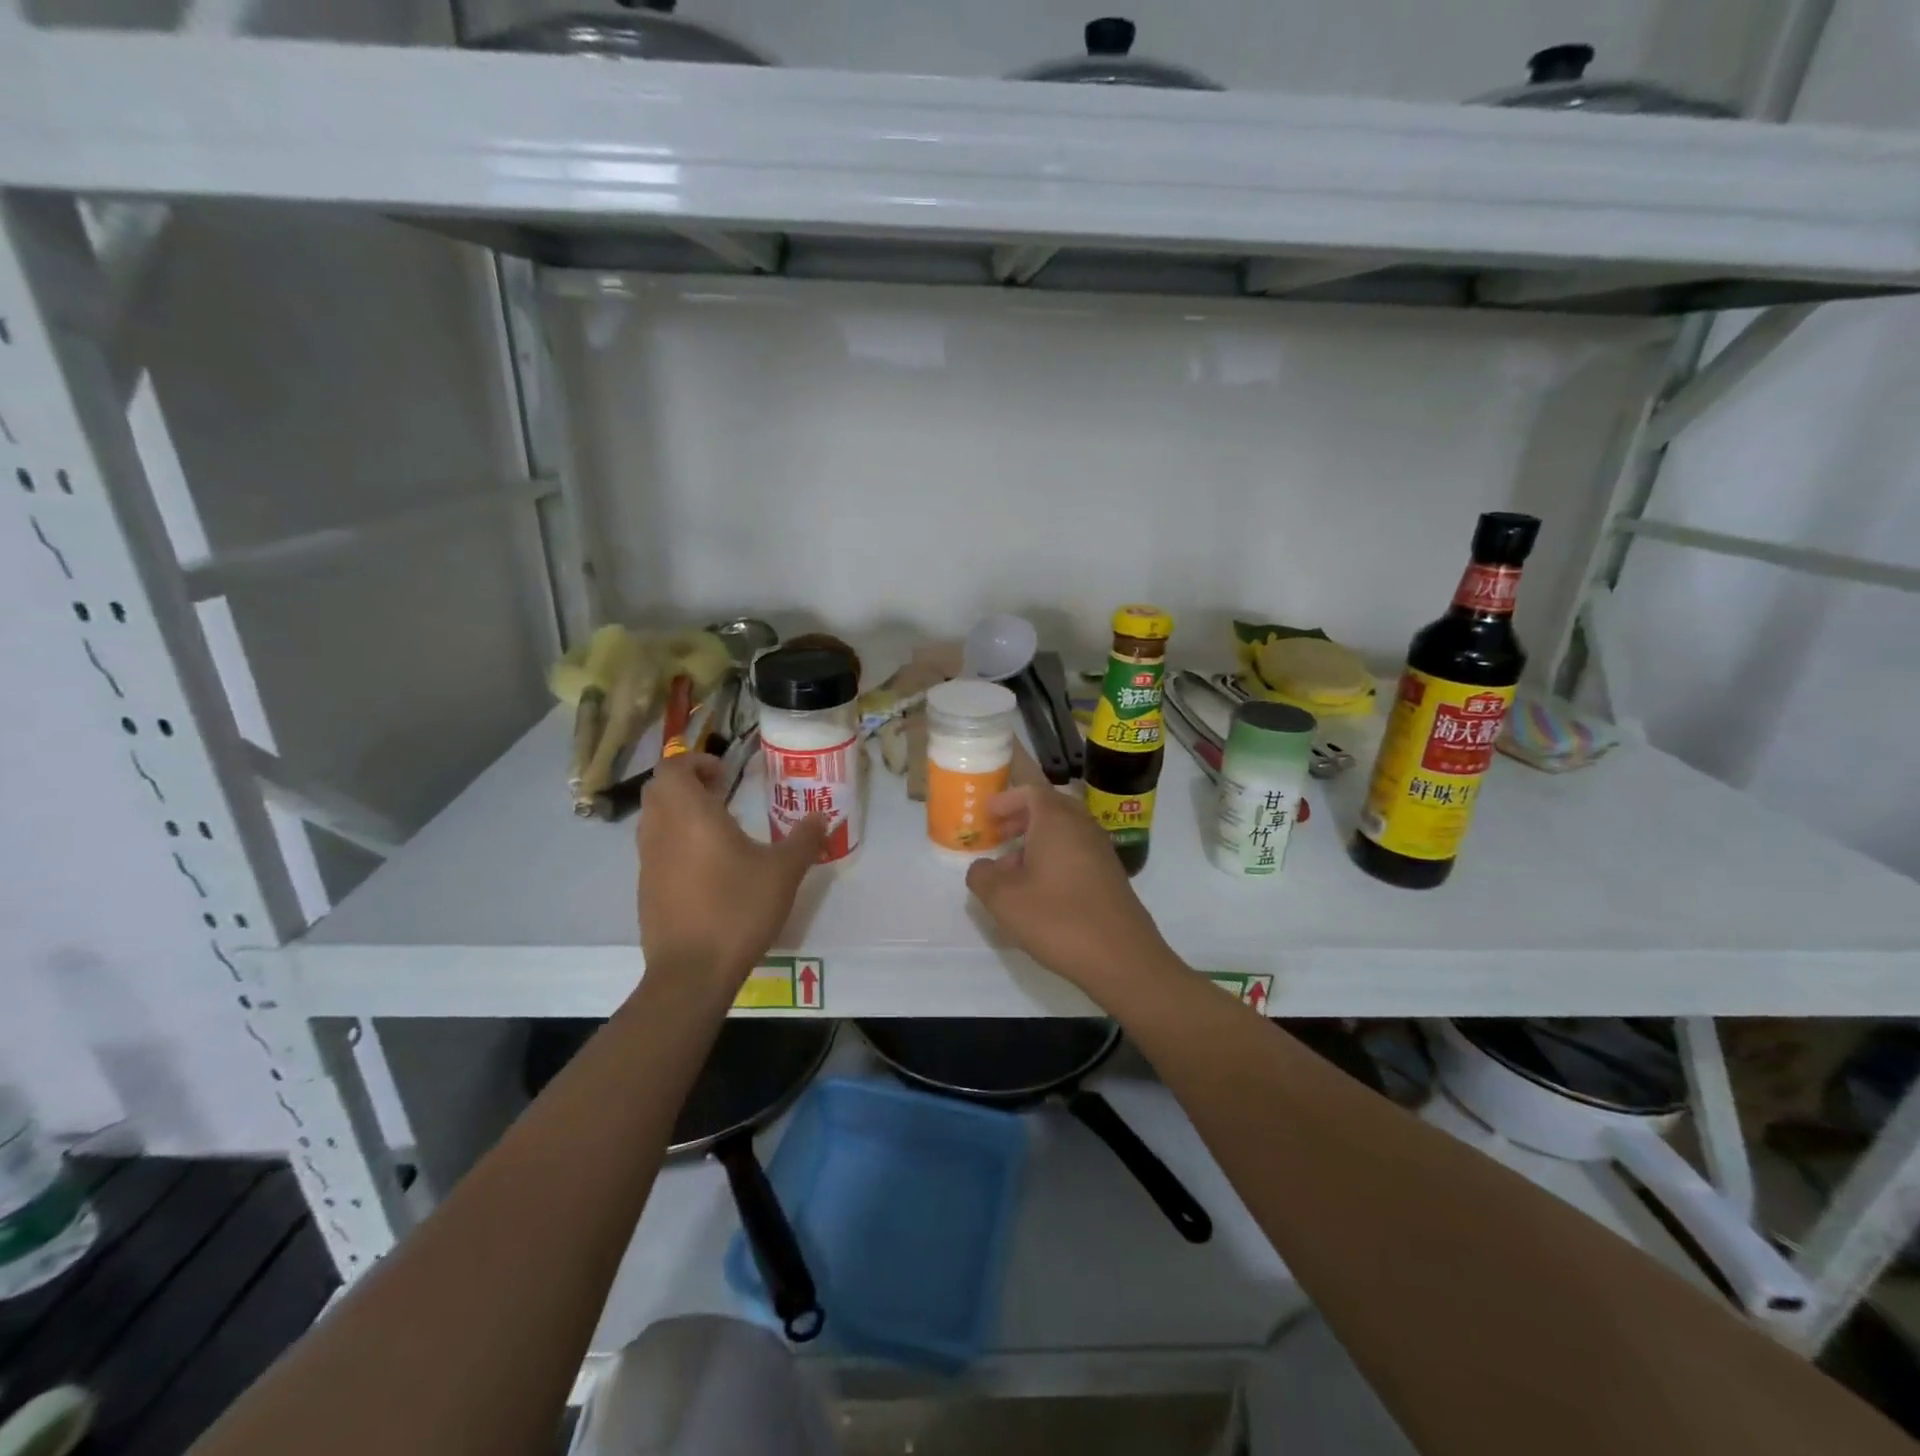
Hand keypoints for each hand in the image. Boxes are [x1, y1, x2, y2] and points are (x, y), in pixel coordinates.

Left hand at [637, 755, 826, 990]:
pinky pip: (656, 849)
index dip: (697, 762)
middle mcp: (661, 830)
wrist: (692, 972)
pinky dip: (676, 842)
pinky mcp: (646, 889)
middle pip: (659, 789)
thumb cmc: (738, 909)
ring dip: (680, 813)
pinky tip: (708, 867)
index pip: (673, 767)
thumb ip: (804, 840)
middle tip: (722, 794)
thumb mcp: (784, 872)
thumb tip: (823, 817)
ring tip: (718, 828)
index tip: (726, 774)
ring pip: (654, 819)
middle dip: (687, 783)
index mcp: (690, 814)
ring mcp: (648, 862)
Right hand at [964, 786, 1174, 1000]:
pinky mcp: (1110, 876)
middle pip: (1050, 808)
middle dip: (1021, 818)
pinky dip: (1055, 859)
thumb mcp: (1003, 899)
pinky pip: (1077, 853)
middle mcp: (1082, 826)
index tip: (987, 814)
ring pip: (1064, 833)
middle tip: (998, 836)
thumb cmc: (1057, 918)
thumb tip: (982, 867)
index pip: (1031, 791)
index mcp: (1056, 820)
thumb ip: (982, 876)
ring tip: (1012, 869)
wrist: (1122, 957)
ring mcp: (1101, 851)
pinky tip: (1040, 891)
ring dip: (1037, 842)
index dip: (1006, 799)